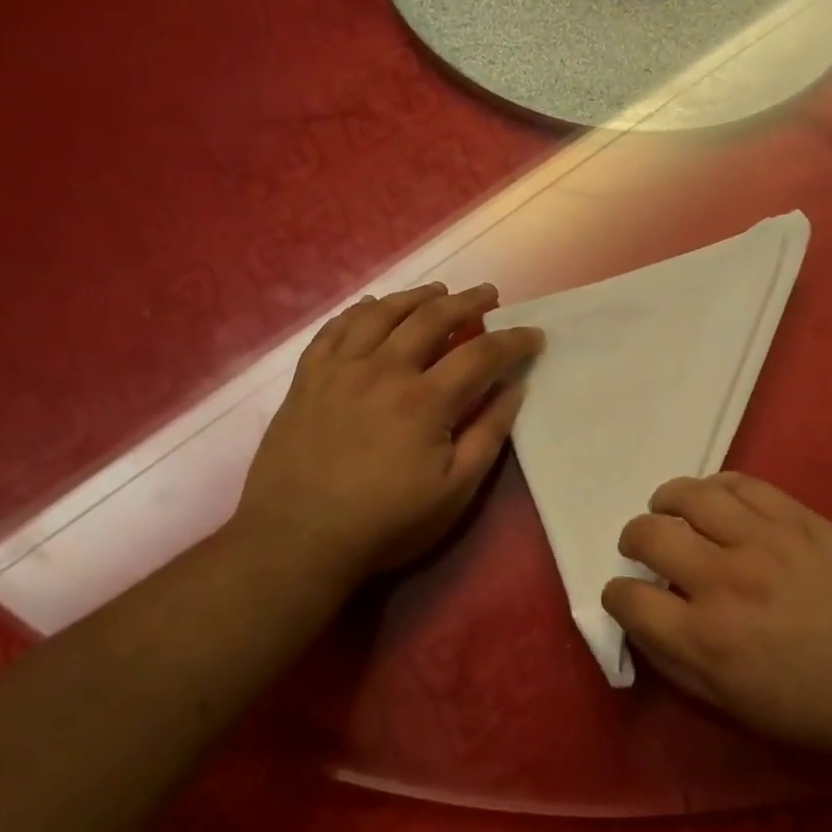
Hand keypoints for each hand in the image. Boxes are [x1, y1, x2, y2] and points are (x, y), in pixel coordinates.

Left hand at [233, 283, 543, 589]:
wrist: (296, 540)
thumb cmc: (386, 523)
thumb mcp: (455, 491)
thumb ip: (488, 434)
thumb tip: (514, 388)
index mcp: (425, 400)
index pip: (481, 354)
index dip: (513, 341)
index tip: (534, 335)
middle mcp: (383, 370)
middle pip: (432, 318)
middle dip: (468, 302)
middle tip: (489, 295)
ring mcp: (340, 369)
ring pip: (383, 313)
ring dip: (417, 296)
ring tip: (438, 291)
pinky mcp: (307, 378)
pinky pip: (335, 328)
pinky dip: (360, 310)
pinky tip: (373, 306)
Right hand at [604, 474, 831, 763]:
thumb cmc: (814, 706)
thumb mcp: (734, 706)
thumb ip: (676, 664)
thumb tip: (641, 623)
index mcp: (706, 640)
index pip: (630, 600)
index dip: (617, 594)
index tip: (624, 594)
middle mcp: (724, 581)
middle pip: (650, 535)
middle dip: (632, 539)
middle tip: (641, 547)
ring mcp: (763, 540)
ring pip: (690, 496)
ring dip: (665, 500)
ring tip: (667, 509)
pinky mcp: (796, 517)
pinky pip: (740, 482)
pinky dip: (714, 486)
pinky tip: (712, 499)